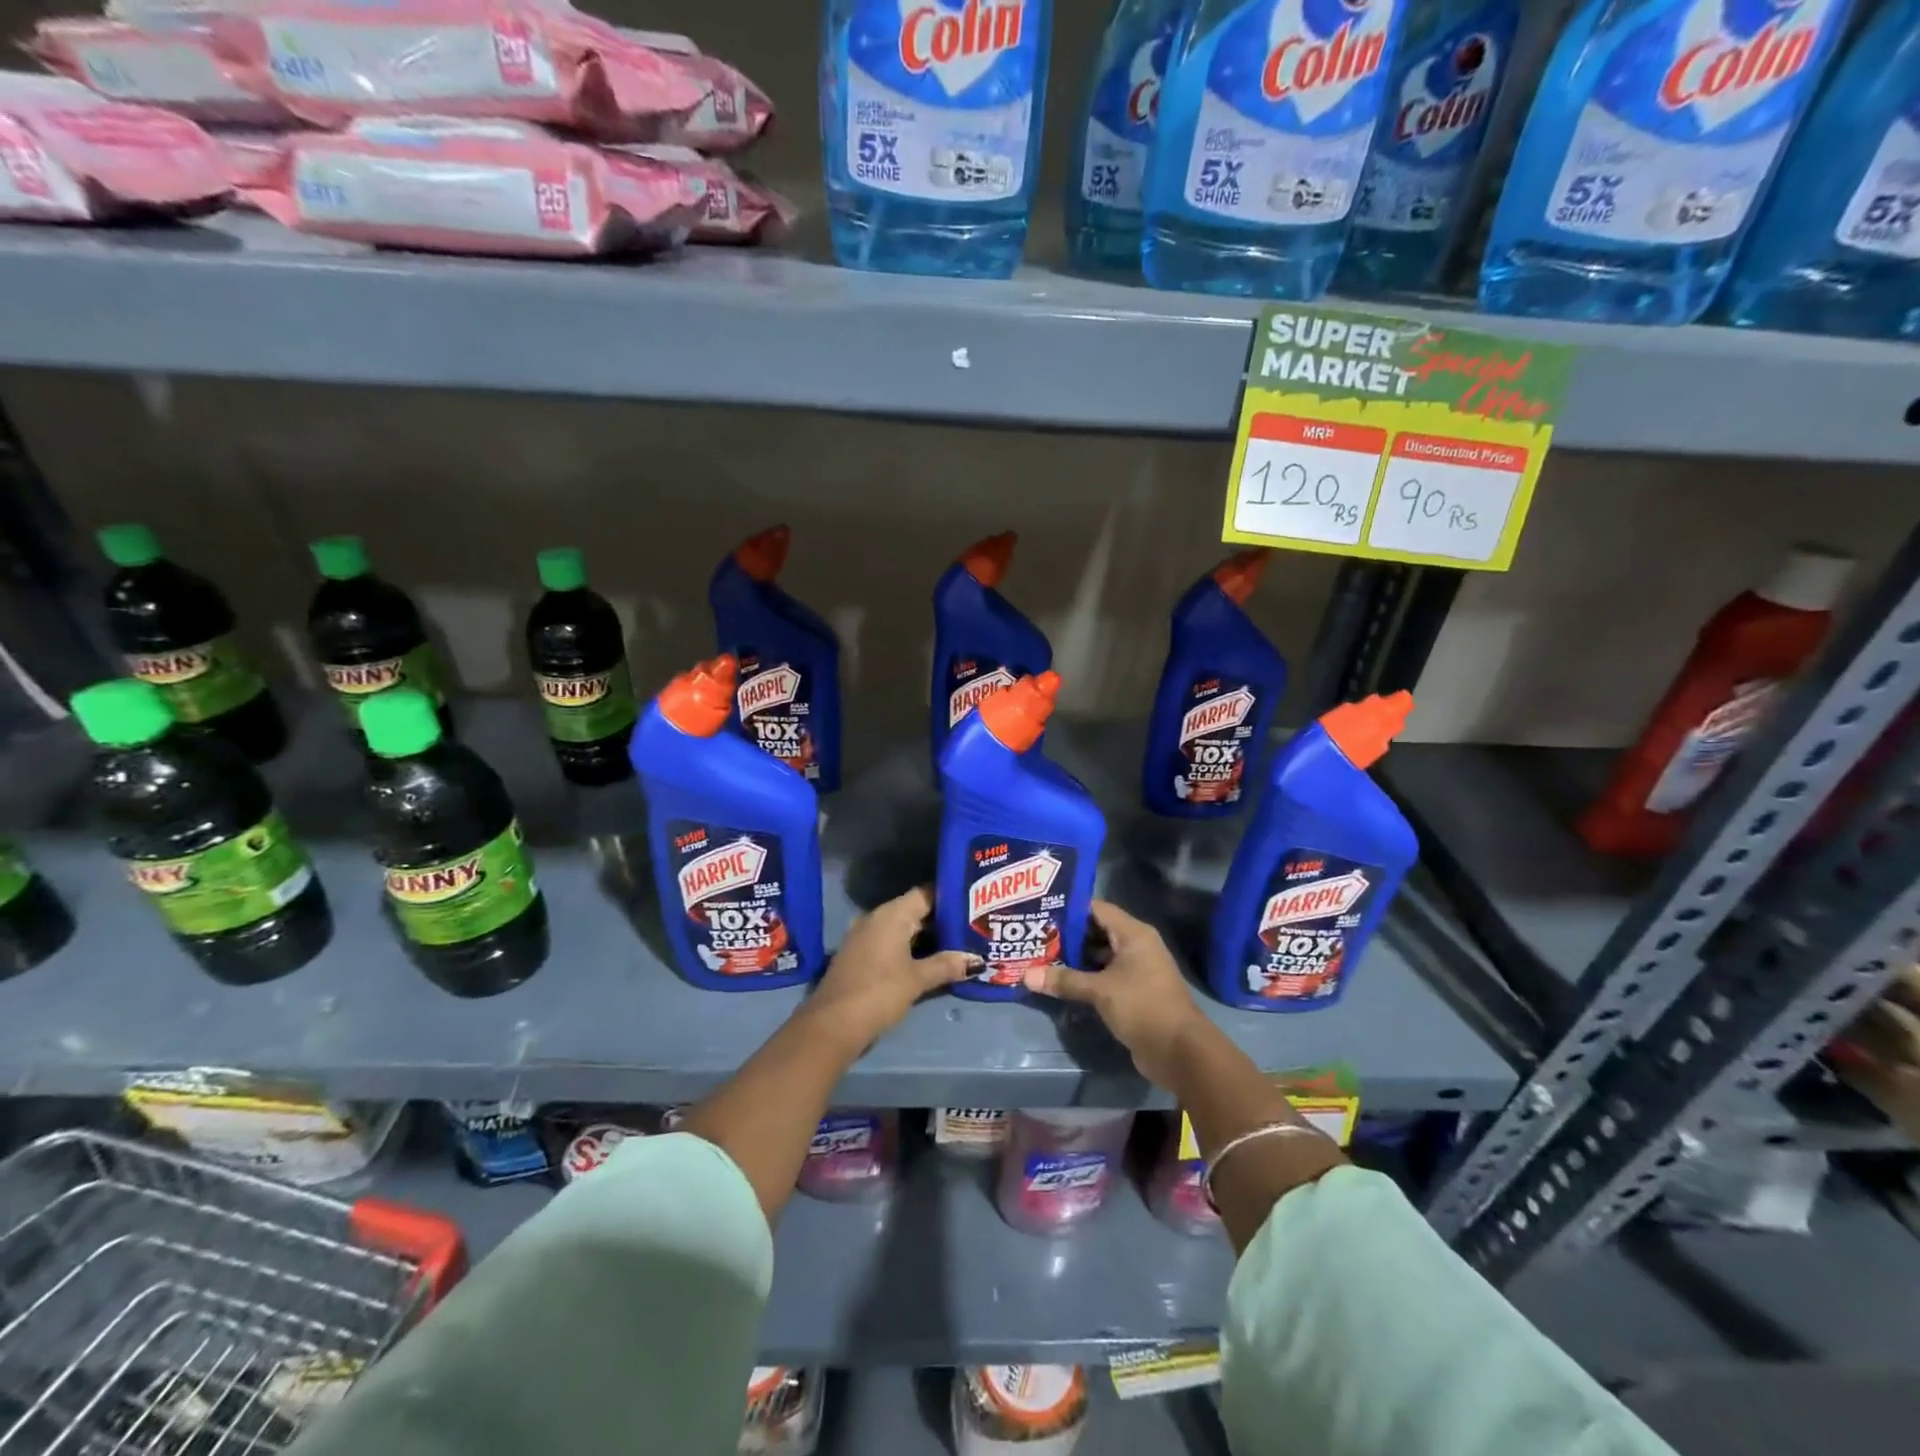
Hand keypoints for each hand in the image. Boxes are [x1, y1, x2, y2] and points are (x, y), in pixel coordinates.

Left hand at [805, 887, 977, 1051]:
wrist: (833, 1024)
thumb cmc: (879, 992)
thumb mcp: (918, 979)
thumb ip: (947, 965)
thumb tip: (977, 960)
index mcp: (891, 914)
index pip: (926, 893)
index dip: (950, 895)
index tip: (974, 901)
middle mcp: (876, 918)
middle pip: (915, 910)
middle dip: (942, 919)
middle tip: (974, 924)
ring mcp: (865, 936)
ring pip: (903, 928)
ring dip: (927, 936)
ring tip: (959, 942)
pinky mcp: (859, 955)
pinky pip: (891, 942)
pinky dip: (910, 947)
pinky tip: (930, 960)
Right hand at [1022, 900, 1212, 1088]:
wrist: (1180, 1051)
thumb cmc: (1142, 1006)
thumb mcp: (1100, 991)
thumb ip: (1064, 980)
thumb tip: (1026, 976)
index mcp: (1133, 934)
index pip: (1097, 909)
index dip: (1069, 909)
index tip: (1041, 910)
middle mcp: (1136, 946)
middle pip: (1097, 931)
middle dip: (1068, 935)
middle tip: (1035, 935)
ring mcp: (1137, 970)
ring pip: (1100, 956)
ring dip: (1075, 958)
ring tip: (1041, 956)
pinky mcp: (1134, 992)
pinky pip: (1105, 976)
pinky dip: (1086, 977)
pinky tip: (1061, 981)